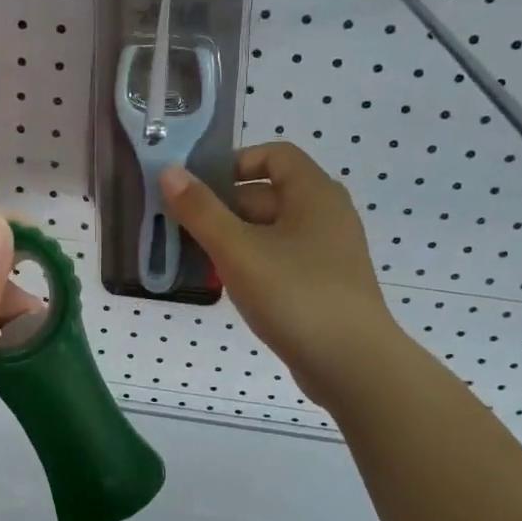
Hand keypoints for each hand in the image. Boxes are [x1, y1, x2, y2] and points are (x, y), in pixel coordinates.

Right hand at [163, 143, 400, 411]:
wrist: (352, 365)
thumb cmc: (295, 295)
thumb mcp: (238, 250)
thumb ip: (201, 210)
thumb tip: (170, 171)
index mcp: (314, 193)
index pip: (274, 155)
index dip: (234, 163)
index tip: (197, 187)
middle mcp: (325, 215)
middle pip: (267, 195)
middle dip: (222, 208)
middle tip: (181, 229)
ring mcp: (326, 253)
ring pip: (270, 232)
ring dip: (232, 240)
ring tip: (195, 259)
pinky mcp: (322, 285)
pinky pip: (280, 261)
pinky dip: (251, 265)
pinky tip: (225, 286)